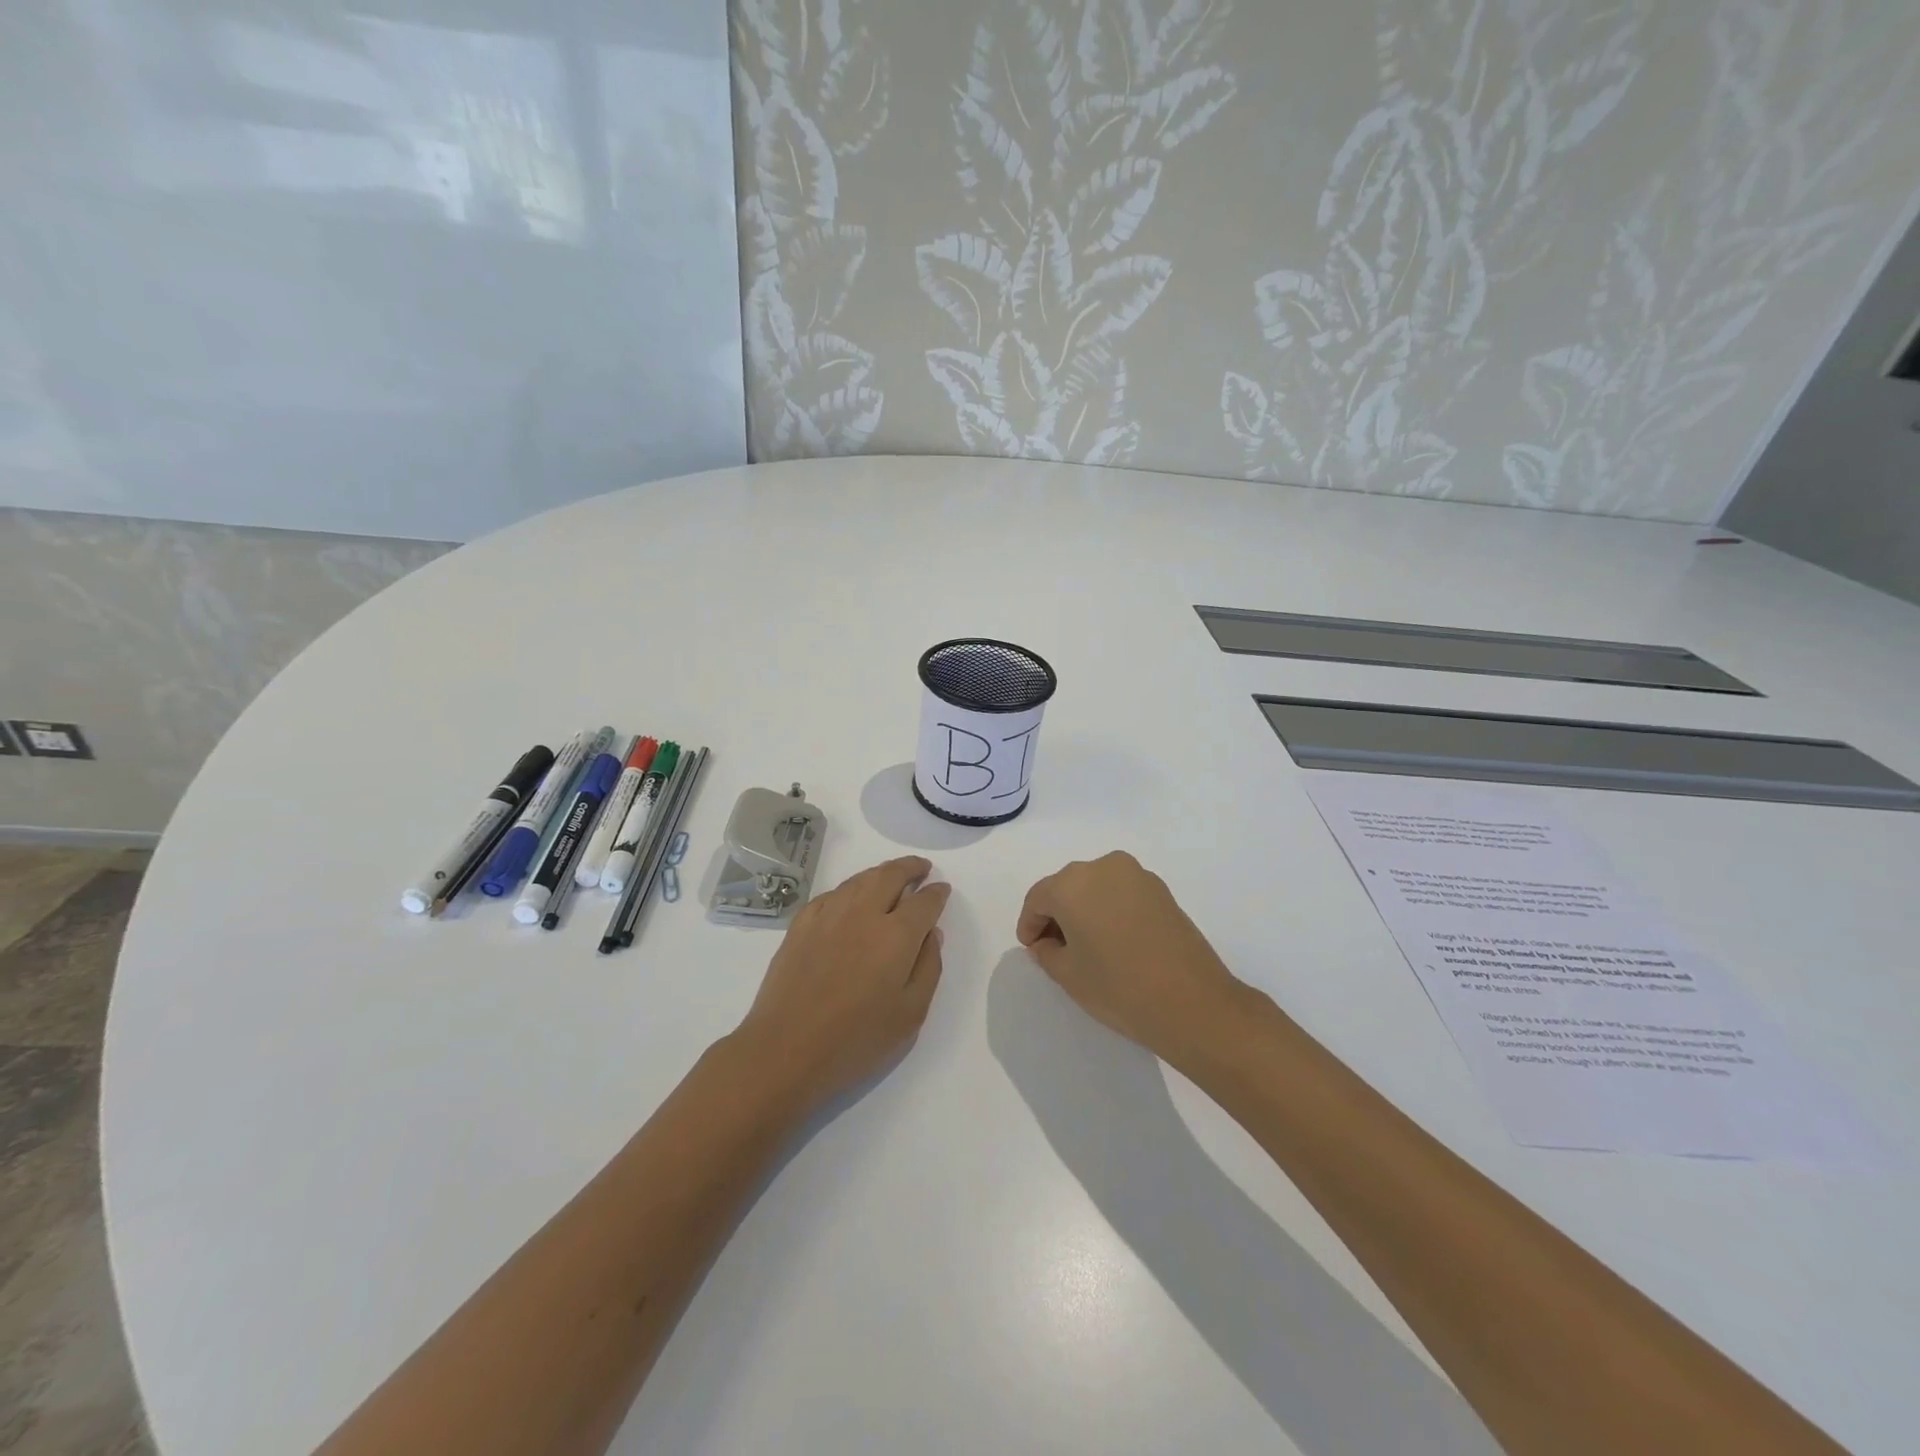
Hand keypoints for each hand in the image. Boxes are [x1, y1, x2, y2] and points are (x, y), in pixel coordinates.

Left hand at [732, 855, 950, 1109]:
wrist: (784, 1050)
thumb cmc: (855, 1041)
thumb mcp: (910, 1015)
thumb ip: (928, 968)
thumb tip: (931, 934)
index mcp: (896, 936)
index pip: (924, 902)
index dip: (937, 893)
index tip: (942, 890)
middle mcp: (863, 913)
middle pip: (891, 875)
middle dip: (910, 867)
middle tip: (921, 868)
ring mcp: (828, 915)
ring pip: (860, 879)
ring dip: (881, 873)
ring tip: (891, 878)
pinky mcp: (801, 924)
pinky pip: (833, 894)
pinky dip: (851, 889)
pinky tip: (852, 900)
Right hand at [1017, 852, 1246, 1062]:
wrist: (1192, 1002)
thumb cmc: (1119, 988)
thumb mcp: (1069, 975)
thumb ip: (1047, 952)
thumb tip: (1046, 942)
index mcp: (1072, 884)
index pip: (1038, 898)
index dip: (1029, 924)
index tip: (1031, 948)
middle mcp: (1103, 868)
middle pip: (1067, 887)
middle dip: (1056, 914)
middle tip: (1055, 948)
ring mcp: (1137, 875)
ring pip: (1096, 887)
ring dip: (1085, 909)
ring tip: (1087, 946)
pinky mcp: (1161, 889)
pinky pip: (1122, 893)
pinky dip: (1110, 909)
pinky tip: (1114, 940)